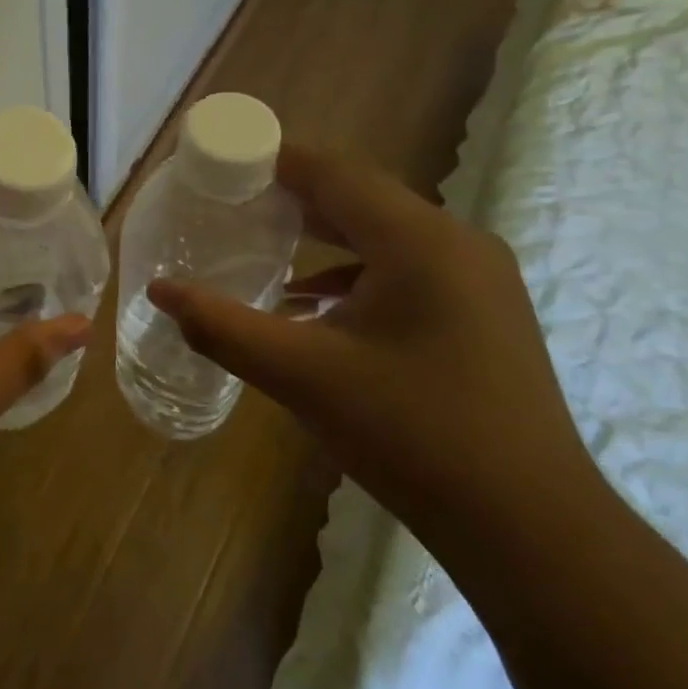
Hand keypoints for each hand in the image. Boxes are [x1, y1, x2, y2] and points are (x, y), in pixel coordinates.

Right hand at [149, 146, 595, 545]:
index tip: (223, 166)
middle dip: (293, 198)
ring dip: (324, 237)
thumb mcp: (302, 376)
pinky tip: (315, 309)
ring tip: (264, 246)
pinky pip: (407, 271)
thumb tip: (159, 291)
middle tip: (232, 204)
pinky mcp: (483, 313)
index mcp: (419, 241)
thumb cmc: (411, 436)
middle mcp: (457, 242)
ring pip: (385, 235)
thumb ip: (223, 327)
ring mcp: (478, 279)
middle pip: (361, 197)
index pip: (334, 172)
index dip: (275, 161)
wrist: (529, 527)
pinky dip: (355, 276)